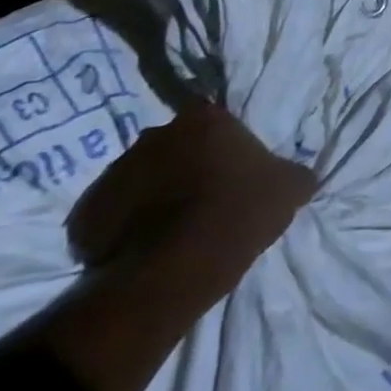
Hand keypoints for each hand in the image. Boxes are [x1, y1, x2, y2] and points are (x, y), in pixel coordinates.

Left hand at [68, 101, 315, 303]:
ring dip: (153, 195)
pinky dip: (123, 226)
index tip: (231, 173)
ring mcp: (116, 169)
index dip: (222, 147)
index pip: (214, 122)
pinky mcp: (87, 210)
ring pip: (141, 177)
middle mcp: (157, 132)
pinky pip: (111, 212)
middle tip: (202, 201)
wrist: (173, 271)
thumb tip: (303, 175)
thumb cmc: (238, 213)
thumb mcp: (288, 190)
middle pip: (174, 145)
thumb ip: (295, 174)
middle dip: (184, 167)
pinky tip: (143, 250)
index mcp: (204, 119)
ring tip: (171, 231)